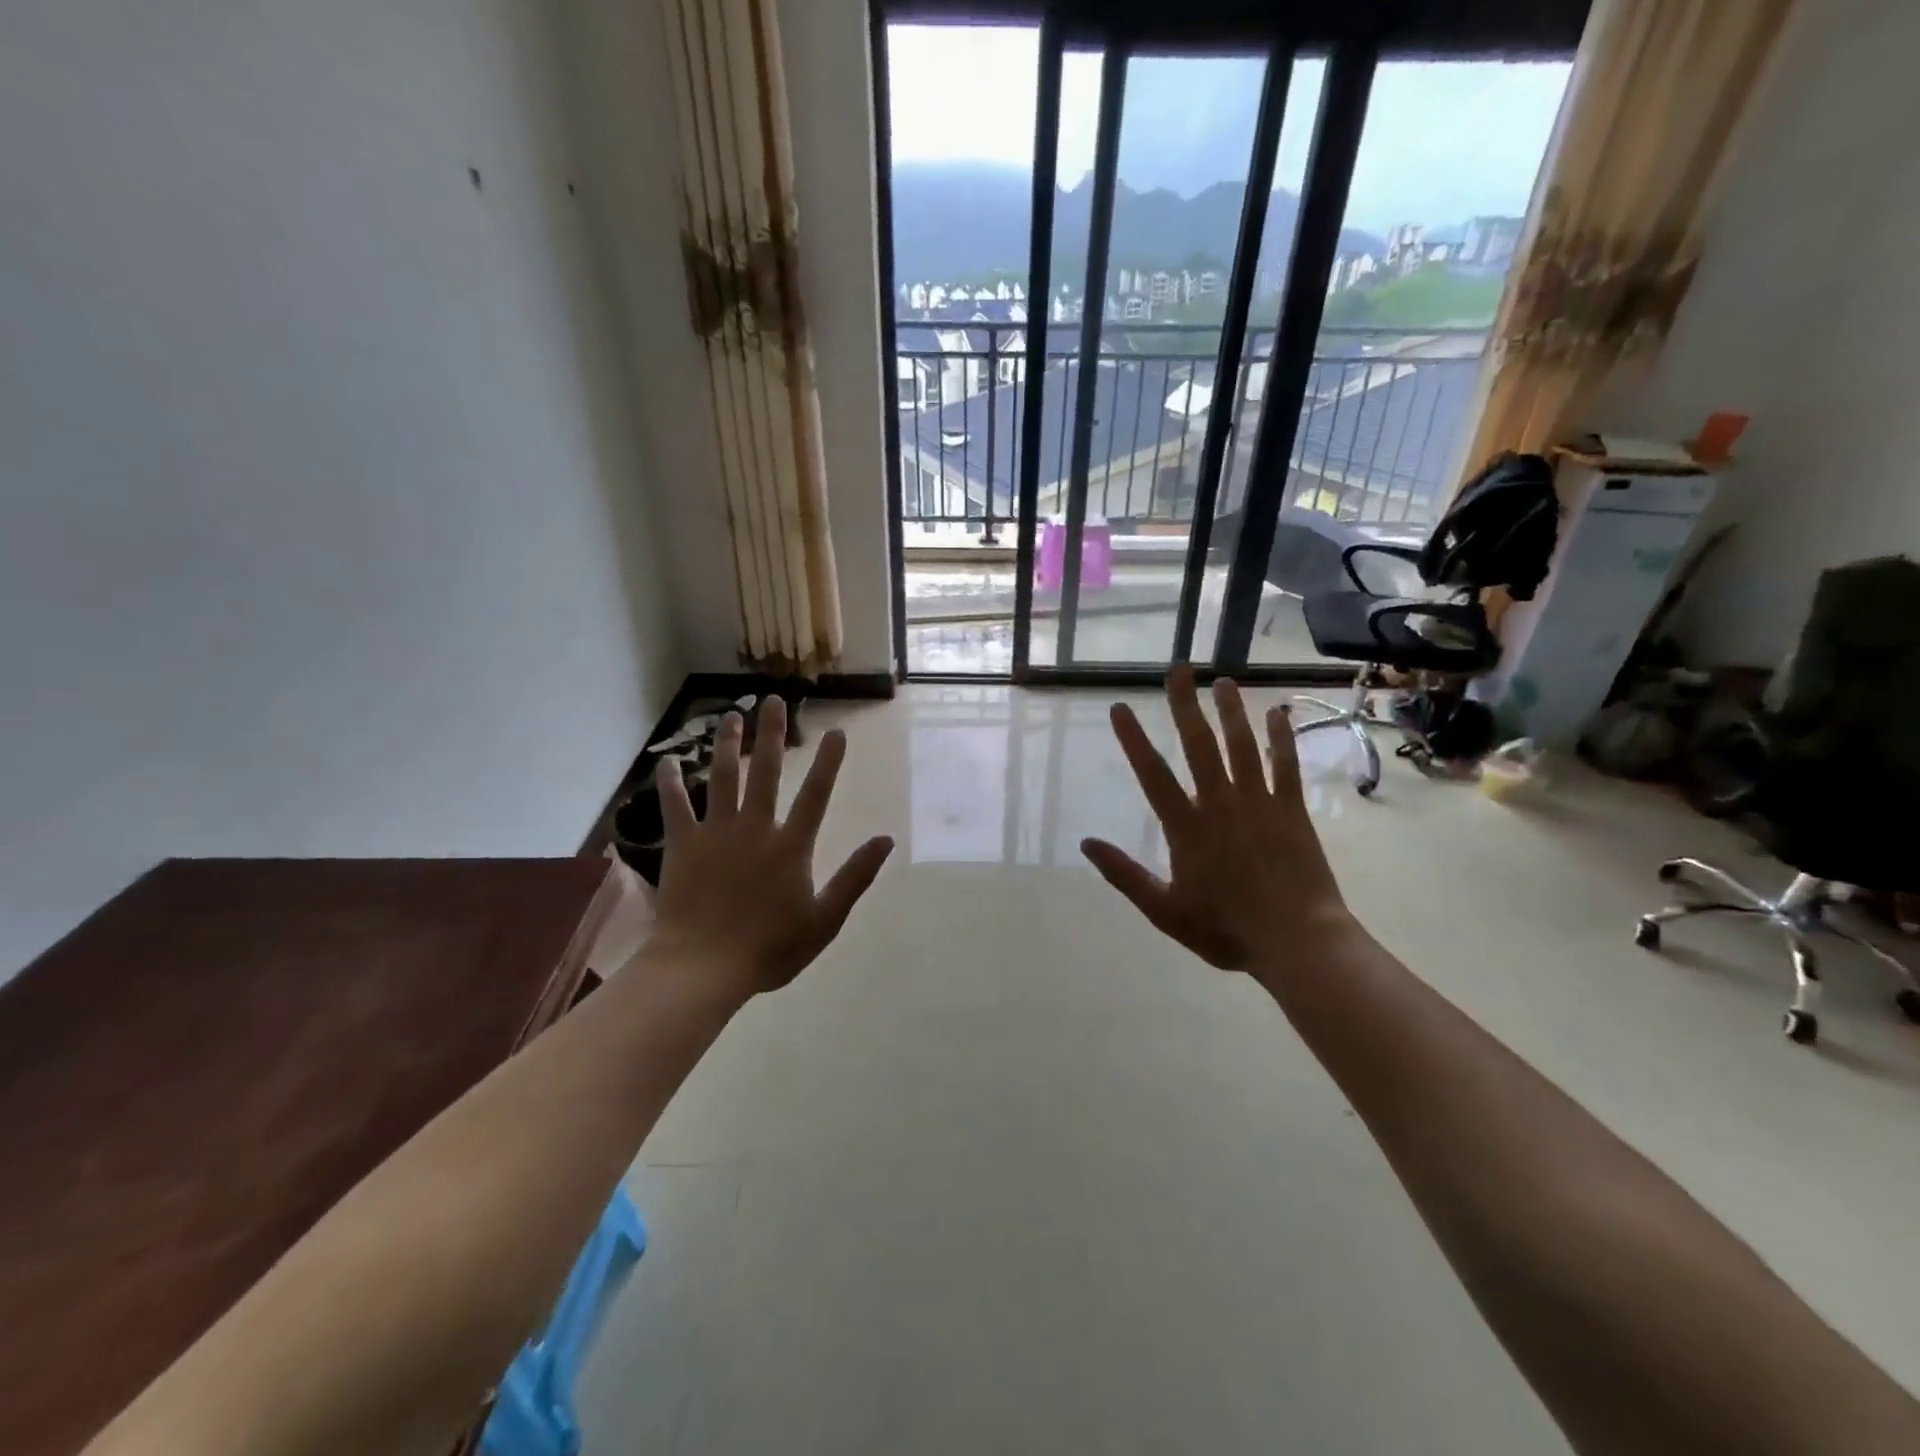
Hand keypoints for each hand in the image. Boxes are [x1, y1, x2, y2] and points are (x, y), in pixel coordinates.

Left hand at [652, 696, 893, 995]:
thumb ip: (855, 877)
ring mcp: (716, 833)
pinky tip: (668, 762)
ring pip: (722, 778)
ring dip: (727, 745)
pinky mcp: (683, 845)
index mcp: (791, 846)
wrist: (704, 967)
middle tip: (773, 700)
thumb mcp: (825, 920)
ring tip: (731, 716)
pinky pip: (676, 807)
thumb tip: (886, 840)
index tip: (836, 732)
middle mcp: (755, 828)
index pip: (816, 794)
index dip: (828, 762)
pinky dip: (672, 784)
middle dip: (772, 734)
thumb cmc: (769, 948)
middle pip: (765, 772)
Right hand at [1081, 667, 1351, 980]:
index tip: (1121, 708)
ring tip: (1222, 681)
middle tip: (1178, 671)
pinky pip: (1285, 766)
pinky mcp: (1292, 810)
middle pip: (1199, 746)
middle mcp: (1220, 804)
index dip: (1134, 739)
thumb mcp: (1164, 911)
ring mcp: (1259, 803)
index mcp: (1186, 828)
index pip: (1152, 774)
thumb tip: (1086, 843)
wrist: (1298, 942)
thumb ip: (1124, 875)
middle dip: (1185, 706)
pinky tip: (1276, 714)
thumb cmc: (1227, 930)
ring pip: (1242, 746)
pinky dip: (1280, 738)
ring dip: (1230, 712)